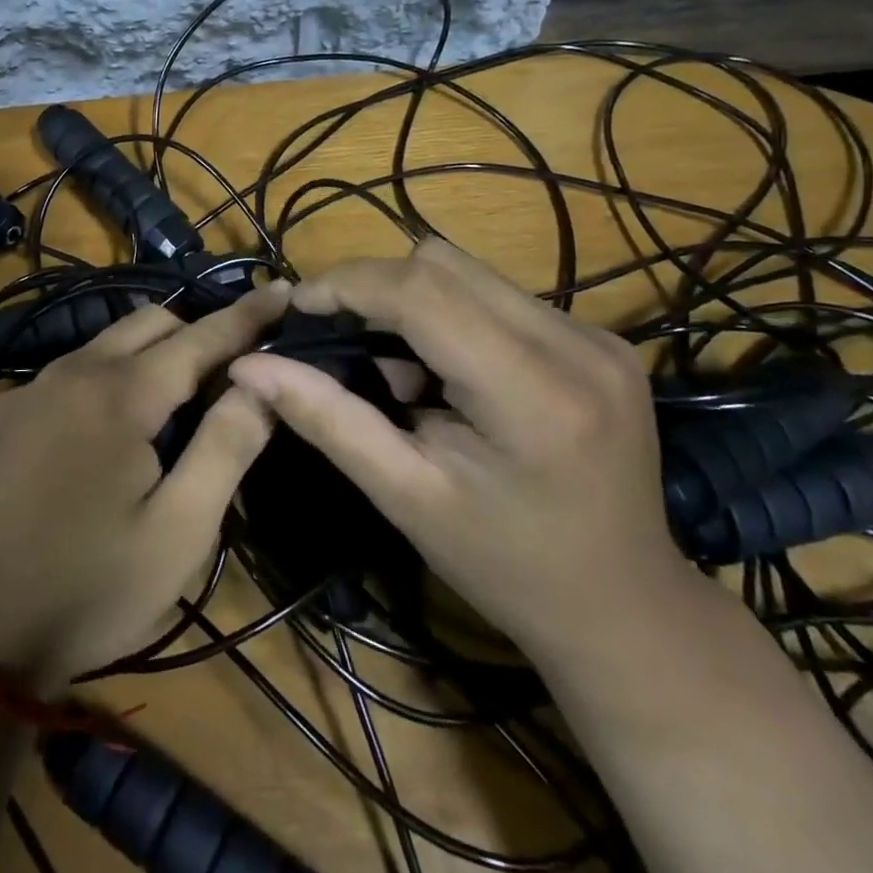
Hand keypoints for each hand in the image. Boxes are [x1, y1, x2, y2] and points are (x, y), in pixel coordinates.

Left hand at [0, 281, 289, 691]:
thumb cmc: (88, 590)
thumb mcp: (178, 531)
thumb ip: (226, 446)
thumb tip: (262, 381)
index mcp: (121, 394)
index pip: (200, 337)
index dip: (246, 315)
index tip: (282, 289)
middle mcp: (70, 372)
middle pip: (150, 323)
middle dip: (196, 330)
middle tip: (230, 364)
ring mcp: (26, 390)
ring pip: (103, 344)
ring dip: (147, 353)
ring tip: (174, 392)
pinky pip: (65, 375)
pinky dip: (102, 379)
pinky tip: (103, 429)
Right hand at [227, 239, 689, 659]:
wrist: (625, 608)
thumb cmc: (505, 567)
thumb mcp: (405, 497)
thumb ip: (326, 419)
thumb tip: (247, 366)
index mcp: (533, 395)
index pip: (423, 292)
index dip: (348, 284)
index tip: (298, 307)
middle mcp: (576, 344)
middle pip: (442, 264)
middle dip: (372, 287)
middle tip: (337, 338)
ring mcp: (596, 336)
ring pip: (467, 270)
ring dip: (409, 298)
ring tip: (393, 366)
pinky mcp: (598, 338)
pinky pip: (495, 294)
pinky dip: (447, 313)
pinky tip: (441, 371)